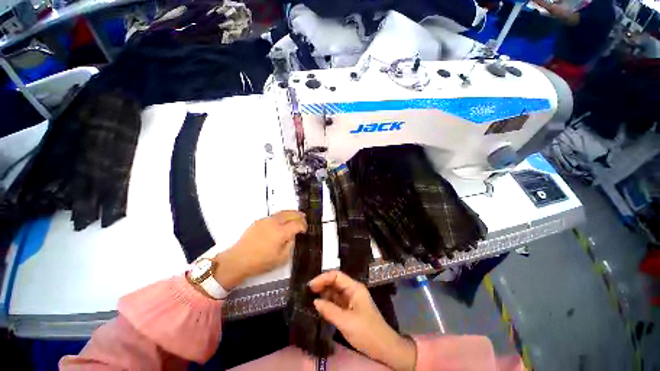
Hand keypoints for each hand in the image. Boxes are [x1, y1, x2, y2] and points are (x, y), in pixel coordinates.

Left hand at [213, 211, 306, 289]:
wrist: (238, 260)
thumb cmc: (261, 262)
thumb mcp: (281, 258)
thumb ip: (290, 245)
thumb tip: (293, 236)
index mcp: (281, 232)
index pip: (297, 224)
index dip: (303, 226)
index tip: (305, 230)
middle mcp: (274, 223)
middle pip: (290, 214)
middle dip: (299, 215)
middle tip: (304, 218)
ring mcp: (266, 220)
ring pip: (282, 212)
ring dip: (291, 213)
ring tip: (296, 215)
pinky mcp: (259, 221)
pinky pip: (274, 215)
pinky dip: (282, 215)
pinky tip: (283, 220)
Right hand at [309, 271, 416, 370]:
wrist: (384, 348)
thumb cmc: (367, 332)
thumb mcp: (346, 321)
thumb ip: (329, 310)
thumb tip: (315, 301)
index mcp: (354, 288)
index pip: (337, 276)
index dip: (323, 278)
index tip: (310, 286)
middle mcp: (352, 291)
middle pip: (335, 283)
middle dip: (322, 285)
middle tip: (308, 292)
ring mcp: (351, 300)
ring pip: (335, 293)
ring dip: (324, 294)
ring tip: (310, 298)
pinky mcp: (350, 310)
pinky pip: (336, 303)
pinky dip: (328, 304)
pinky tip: (319, 307)